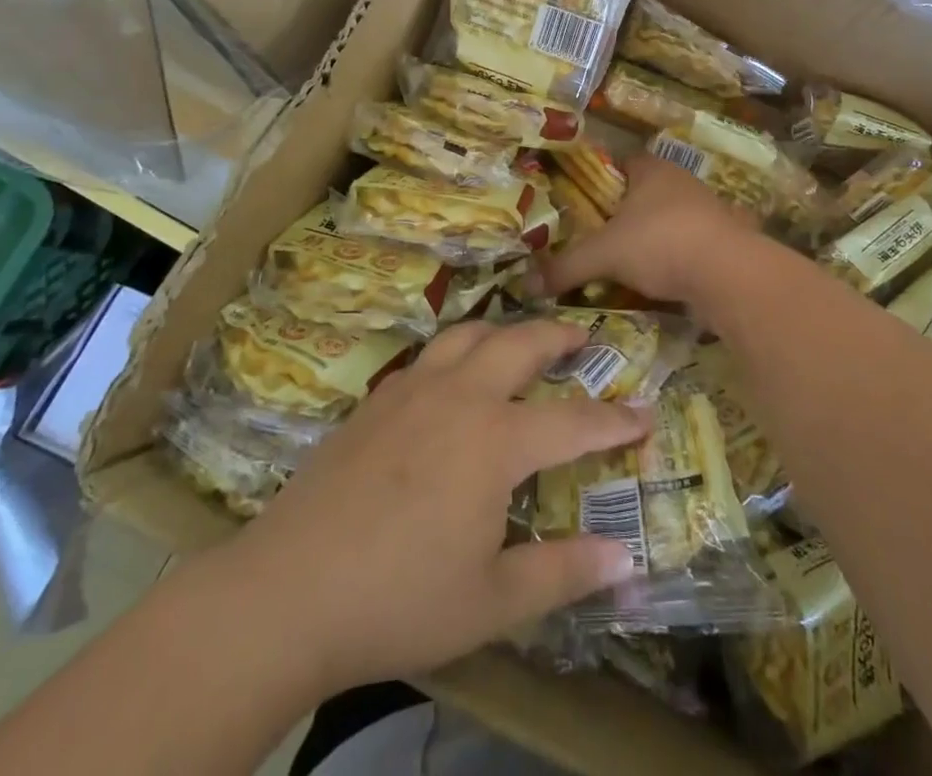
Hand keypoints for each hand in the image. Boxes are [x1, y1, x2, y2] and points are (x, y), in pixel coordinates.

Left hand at [226, 318, 650, 693]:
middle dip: (557, 336)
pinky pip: (428, 356)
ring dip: (502, 330)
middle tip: (581, 336)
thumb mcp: (492, 602)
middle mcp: (458, 397)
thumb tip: (625, 559)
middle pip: (518, 344)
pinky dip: (457, 350)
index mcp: (494, 440)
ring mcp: (411, 391)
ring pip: (467, 335)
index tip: (644, 413)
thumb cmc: (399, 599)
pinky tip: (451, 377)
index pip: (572, 422)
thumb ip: (562, 573)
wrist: (287, 590)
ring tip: (518, 340)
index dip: (613, 420)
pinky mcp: (375, 401)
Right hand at [541, 153, 759, 305]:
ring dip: (655, 236)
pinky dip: (679, 257)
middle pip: (648, 191)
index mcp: (652, 170)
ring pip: (672, 218)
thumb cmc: (660, 243)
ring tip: (630, 263)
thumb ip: (566, 266)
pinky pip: (694, 243)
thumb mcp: (604, 255)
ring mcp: (710, 209)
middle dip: (627, 212)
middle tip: (602, 236)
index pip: (623, 162)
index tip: (586, 202)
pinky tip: (665, 279)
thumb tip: (528, 284)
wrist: (729, 274)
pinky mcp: (728, 239)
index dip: (604, 179)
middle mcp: (683, 182)